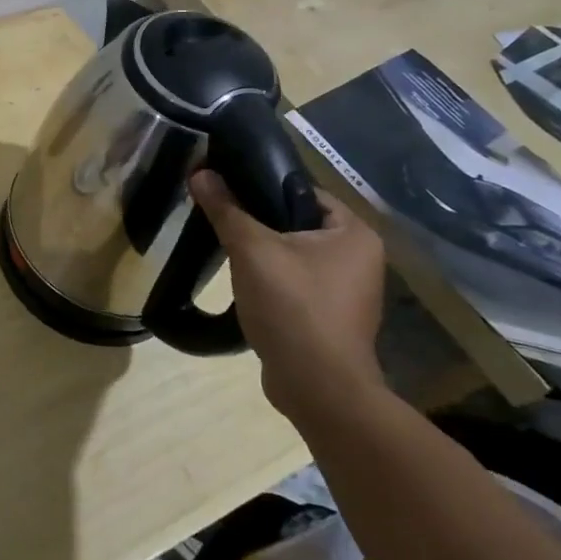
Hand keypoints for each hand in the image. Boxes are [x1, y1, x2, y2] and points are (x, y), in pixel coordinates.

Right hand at [189, 171, 386, 424]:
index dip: (264, 186)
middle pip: (297, 223)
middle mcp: (360, 259)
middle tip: (222, 221)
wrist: (317, 387)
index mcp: (354, 234)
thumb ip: (226, 209)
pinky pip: (295, 284)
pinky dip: (272, 282)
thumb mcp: (252, 250)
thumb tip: (200, 172)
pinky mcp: (330, 318)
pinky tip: (245, 286)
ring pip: (294, 256)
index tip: (227, 190)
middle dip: (259, 224)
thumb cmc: (293, 307)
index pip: (304, 192)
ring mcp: (348, 292)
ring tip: (229, 253)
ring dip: (263, 255)